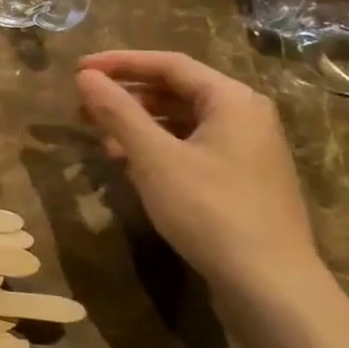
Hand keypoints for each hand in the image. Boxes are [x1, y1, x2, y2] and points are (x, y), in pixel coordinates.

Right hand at [75, 50, 324, 306]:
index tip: (78, 69)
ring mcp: (247, 150)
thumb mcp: (154, 158)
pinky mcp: (241, 181)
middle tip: (83, 107)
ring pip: (182, 122)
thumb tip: (86, 77)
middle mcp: (245, 116)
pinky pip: (192, 148)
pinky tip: (131, 167)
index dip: (120, 63)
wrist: (269, 284)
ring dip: (139, 126)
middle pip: (177, 91)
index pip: (169, 64)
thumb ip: (118, 112)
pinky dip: (158, 150)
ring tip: (100, 139)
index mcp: (232, 99)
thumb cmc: (210, 210)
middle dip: (127, 96)